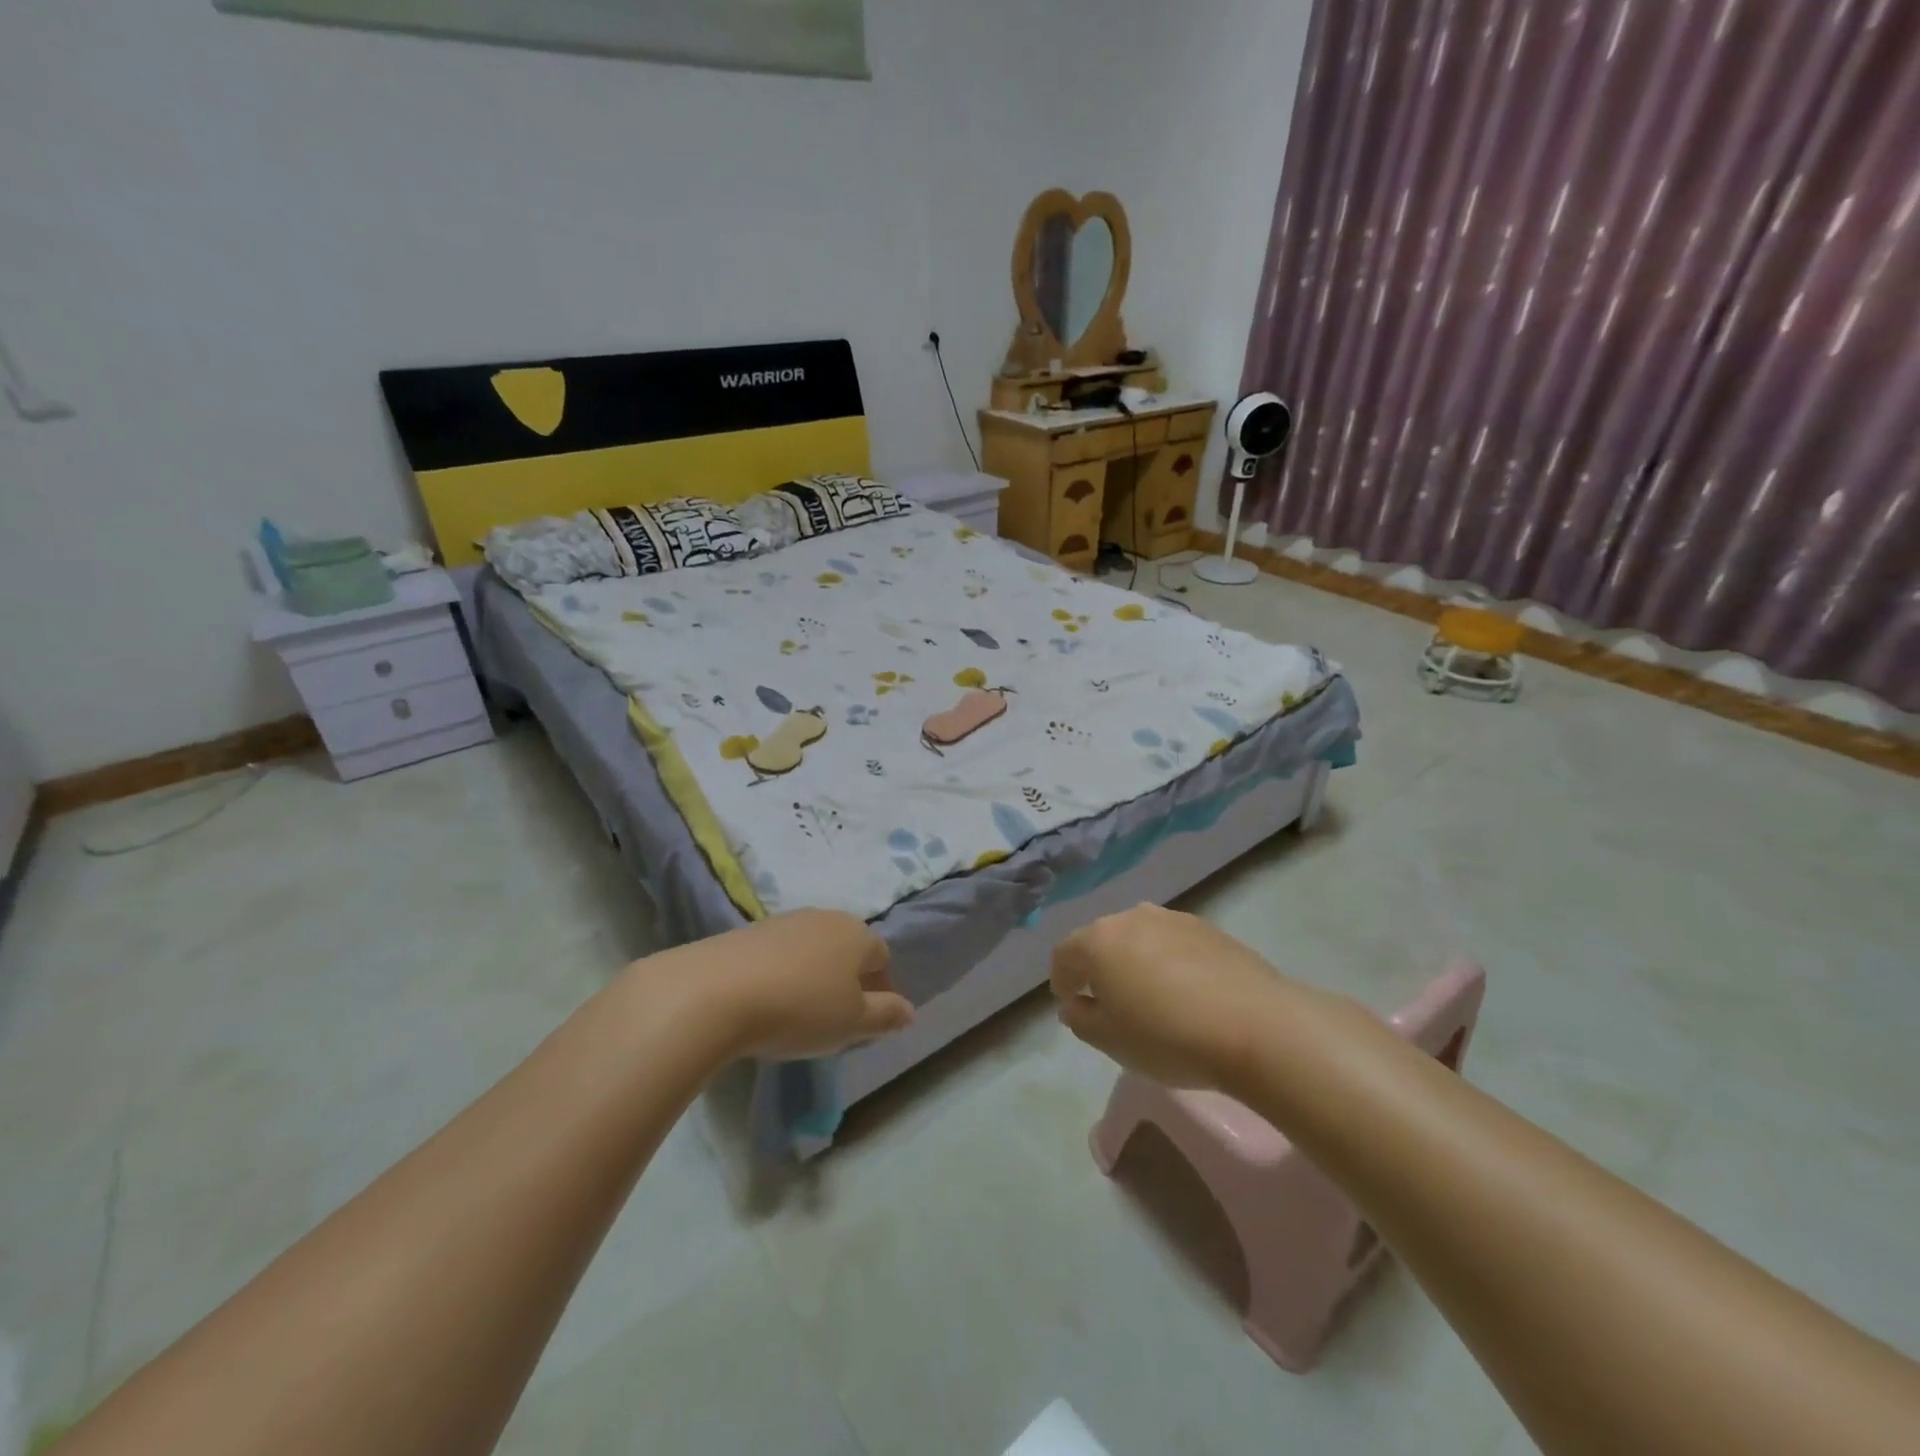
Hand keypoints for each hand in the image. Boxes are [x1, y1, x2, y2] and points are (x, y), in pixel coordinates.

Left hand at [698, 909, 912, 1059]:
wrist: (714, 993)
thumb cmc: (800, 1008)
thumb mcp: (852, 1023)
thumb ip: (886, 1015)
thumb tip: (910, 1010)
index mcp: (857, 934)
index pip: (882, 958)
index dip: (882, 989)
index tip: (869, 1021)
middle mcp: (824, 917)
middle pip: (847, 949)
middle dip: (848, 980)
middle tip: (836, 1018)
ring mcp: (783, 920)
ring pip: (812, 949)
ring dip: (814, 976)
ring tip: (799, 1013)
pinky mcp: (747, 931)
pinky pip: (779, 954)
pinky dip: (781, 974)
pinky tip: (767, 1002)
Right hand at [1050, 904, 1290, 1089]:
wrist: (1257, 1026)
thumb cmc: (1169, 1037)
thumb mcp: (1111, 1042)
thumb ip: (1081, 1019)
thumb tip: (1076, 1003)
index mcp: (1099, 941)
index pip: (1064, 954)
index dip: (1061, 980)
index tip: (1070, 1004)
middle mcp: (1131, 917)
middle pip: (1101, 939)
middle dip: (1097, 967)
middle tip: (1107, 1001)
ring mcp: (1173, 918)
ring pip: (1138, 937)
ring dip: (1134, 960)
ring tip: (1148, 995)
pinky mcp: (1209, 928)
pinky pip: (1173, 942)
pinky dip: (1168, 961)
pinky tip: (1185, 992)